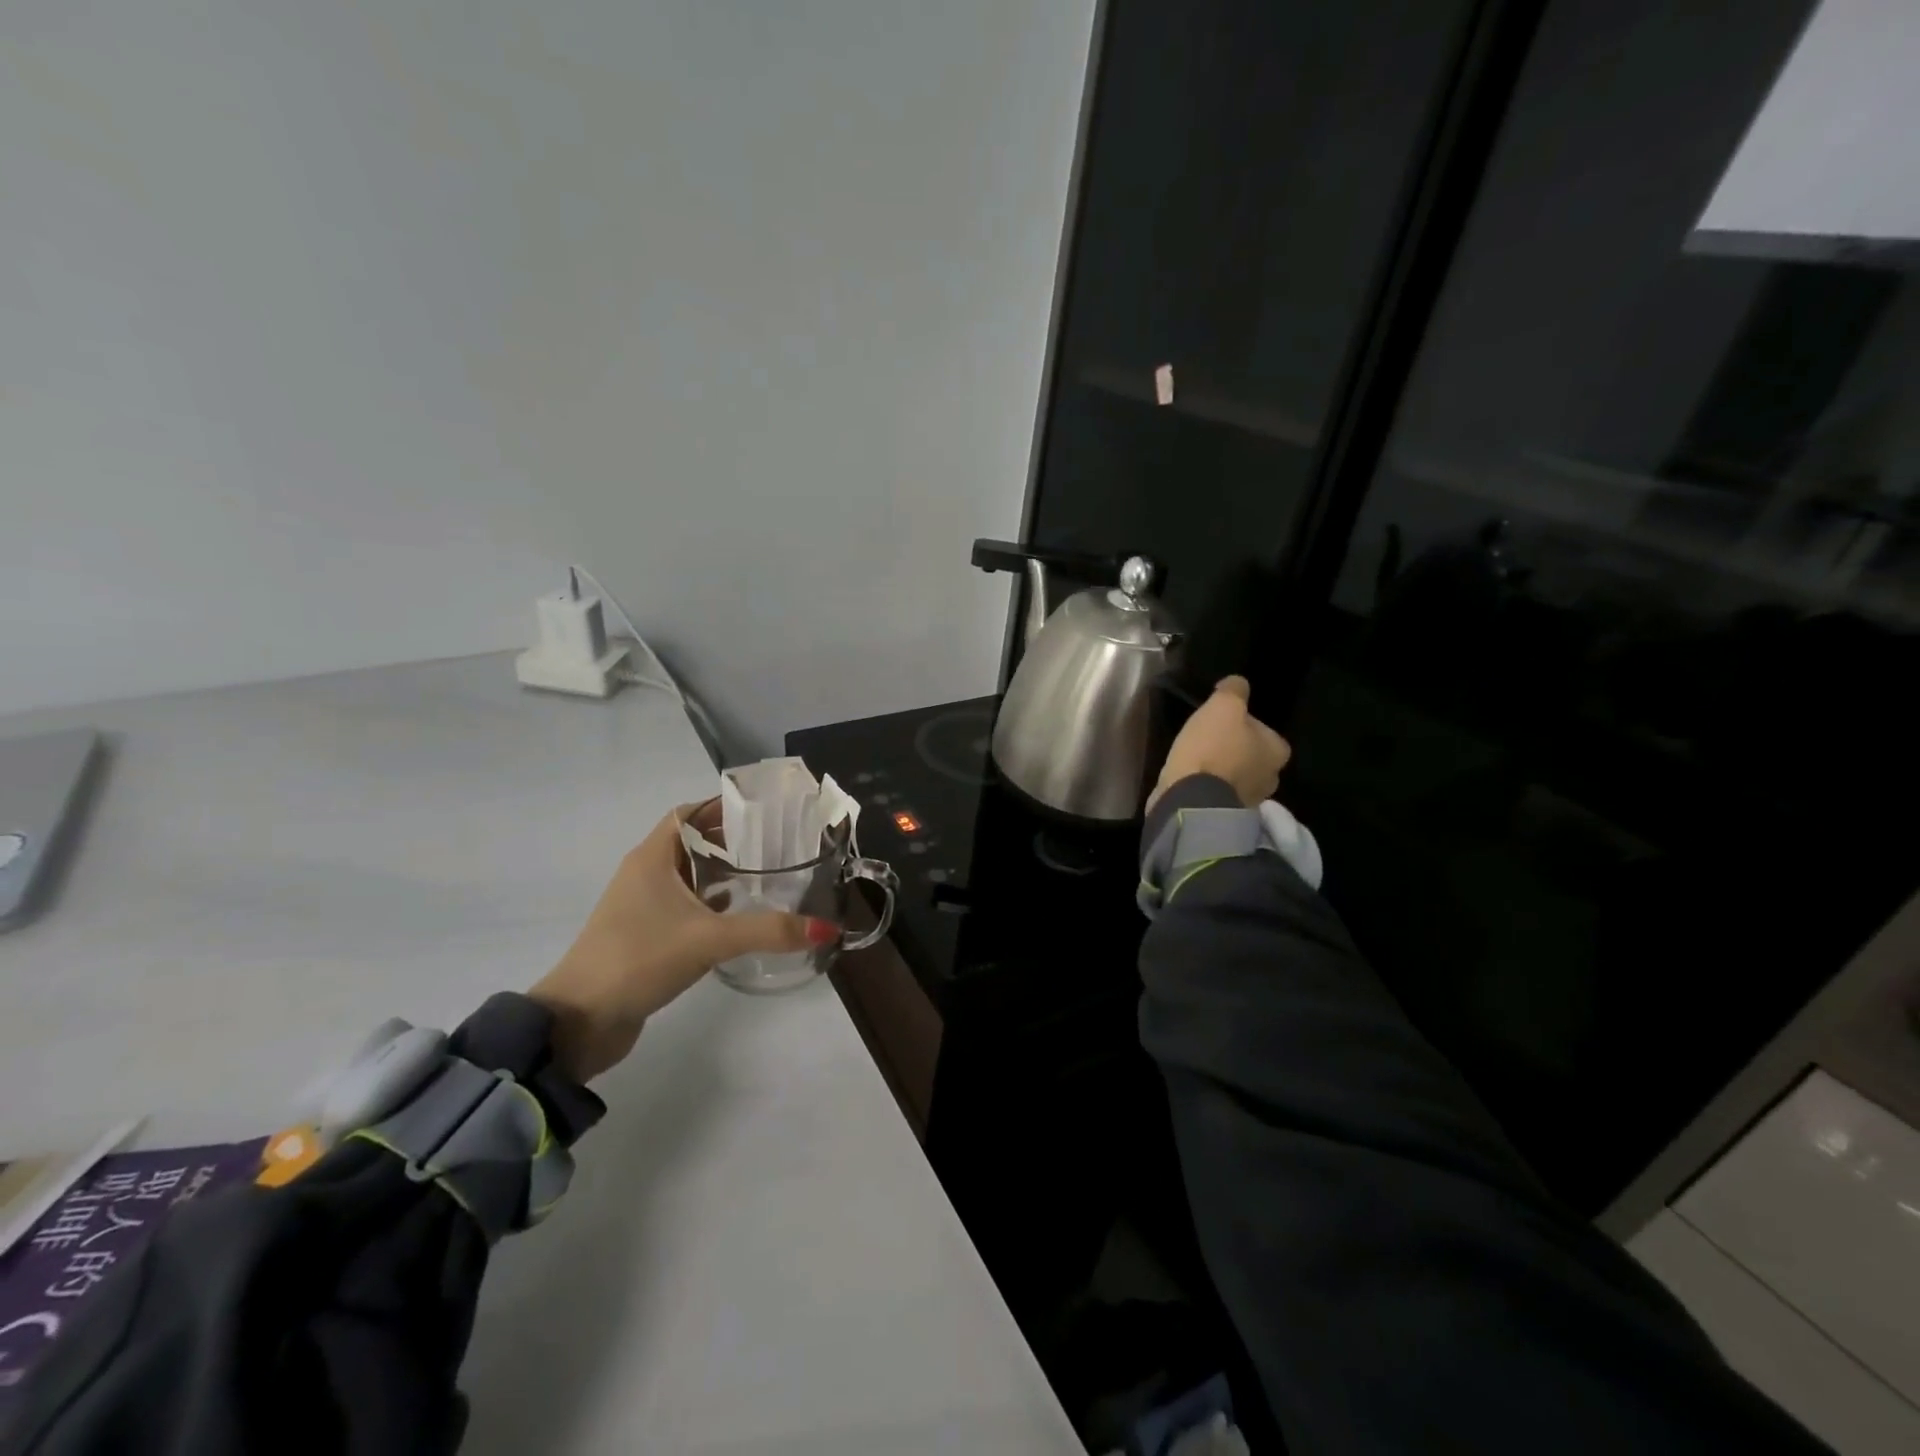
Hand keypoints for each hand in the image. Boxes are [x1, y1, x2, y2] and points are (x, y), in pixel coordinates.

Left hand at [528, 804, 837, 1080]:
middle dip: (731, 839)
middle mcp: (645, 873)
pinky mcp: (645, 934)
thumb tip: (826, 928)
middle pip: (692, 841)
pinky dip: (710, 902)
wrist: (579, 1020)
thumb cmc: (639, 958)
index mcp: (652, 857)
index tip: (765, 809)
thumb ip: (768, 931)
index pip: (689, 813)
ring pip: (688, 874)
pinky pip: (684, 905)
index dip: (724, 806)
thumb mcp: (709, 939)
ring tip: (766, 872)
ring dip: (721, 871)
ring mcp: (642, 905)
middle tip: (776, 841)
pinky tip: (738, 913)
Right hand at [1147, 675, 1291, 813]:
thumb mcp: (1223, 706)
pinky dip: (1208, 786)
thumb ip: (1234, 691)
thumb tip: (1238, 683)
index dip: (1244, 725)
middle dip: (1234, 749)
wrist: (1191, 799)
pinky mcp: (1224, 815)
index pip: (1266, 732)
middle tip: (1208, 740)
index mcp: (1277, 752)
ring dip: (1220, 770)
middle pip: (1252, 756)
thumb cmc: (1213, 749)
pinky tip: (1191, 779)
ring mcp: (1248, 801)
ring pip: (1235, 776)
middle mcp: (1270, 779)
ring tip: (1196, 760)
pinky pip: (1218, 793)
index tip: (1222, 723)